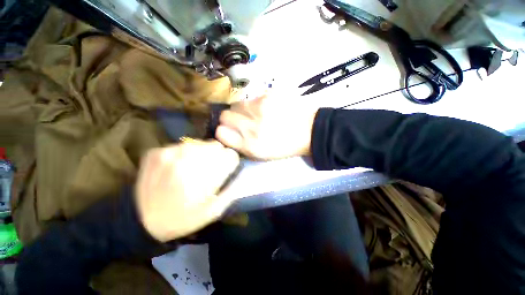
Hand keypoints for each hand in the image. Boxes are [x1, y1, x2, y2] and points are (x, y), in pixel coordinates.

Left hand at [135, 140, 239, 241]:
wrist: (141, 221)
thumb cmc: (182, 219)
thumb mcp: (212, 212)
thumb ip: (230, 191)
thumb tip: (241, 175)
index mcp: (203, 178)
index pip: (230, 156)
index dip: (231, 162)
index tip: (227, 169)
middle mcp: (187, 161)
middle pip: (216, 146)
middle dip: (219, 156)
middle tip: (211, 169)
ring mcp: (169, 153)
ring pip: (200, 143)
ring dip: (203, 153)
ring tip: (195, 167)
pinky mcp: (156, 152)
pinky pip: (182, 145)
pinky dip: (186, 154)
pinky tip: (180, 166)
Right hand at [216, 95, 318, 159]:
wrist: (308, 131)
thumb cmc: (284, 146)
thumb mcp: (261, 155)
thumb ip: (240, 144)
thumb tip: (226, 132)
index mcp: (250, 145)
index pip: (220, 132)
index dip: (222, 131)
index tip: (229, 130)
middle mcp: (251, 127)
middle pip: (224, 115)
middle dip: (230, 118)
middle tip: (242, 121)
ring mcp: (259, 108)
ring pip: (236, 104)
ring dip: (242, 110)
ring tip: (256, 115)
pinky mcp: (268, 95)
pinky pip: (251, 98)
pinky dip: (255, 104)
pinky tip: (267, 108)